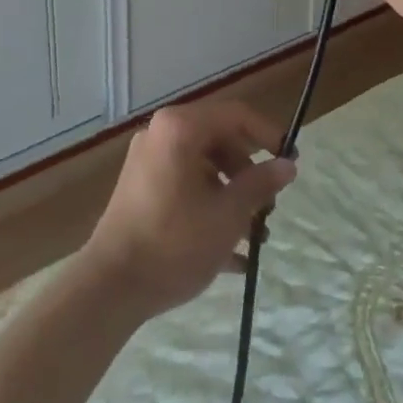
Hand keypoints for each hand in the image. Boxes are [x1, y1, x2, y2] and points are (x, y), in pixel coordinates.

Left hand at [80, 100, 296, 319]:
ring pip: (204, 166)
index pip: (236, 115)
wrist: (111, 287)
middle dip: (249, 173)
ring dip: (233, 195)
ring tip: (255, 236)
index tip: (291, 162)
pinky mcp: (141, 189)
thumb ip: (260, 184)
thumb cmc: (175, 242)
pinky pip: (186, 186)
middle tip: (270, 205)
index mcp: (180, 128)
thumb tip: (288, 165)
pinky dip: (209, 207)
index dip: (269, 135)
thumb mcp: (228, 215)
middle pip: (219, 139)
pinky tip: (233, 254)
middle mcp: (161, 134)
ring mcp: (148, 161)